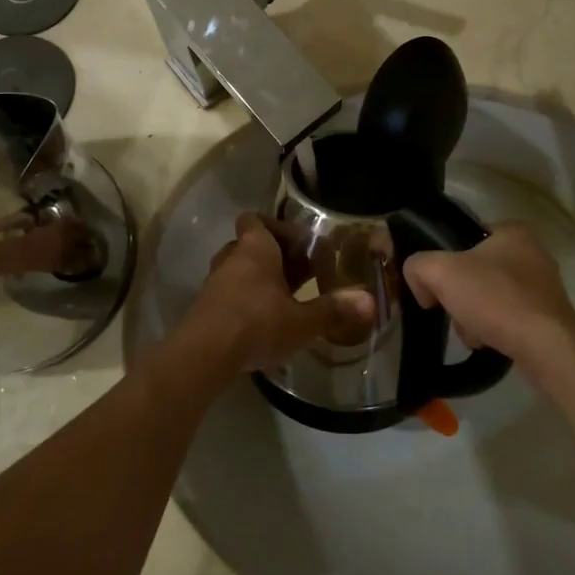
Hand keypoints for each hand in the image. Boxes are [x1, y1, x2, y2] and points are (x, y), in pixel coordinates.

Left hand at [184, 214, 374, 373]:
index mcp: (255, 248)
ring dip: (258, 279)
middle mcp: (231, 257)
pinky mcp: (206, 307)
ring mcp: (214, 282)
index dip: (276, 227)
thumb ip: (333, 309)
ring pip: (238, 269)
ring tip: (282, 300)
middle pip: (250, 244)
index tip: (299, 245)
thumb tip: (370, 301)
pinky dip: (244, 300)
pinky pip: (228, 293)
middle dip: (274, 257)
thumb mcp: (302, 321)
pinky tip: (261, 323)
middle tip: (299, 275)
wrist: (204, 354)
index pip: (256, 220)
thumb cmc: (257, 324)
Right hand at [404, 223, 574, 372]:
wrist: (546, 348)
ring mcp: (543, 286)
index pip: (463, 237)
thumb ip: (417, 266)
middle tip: (453, 310)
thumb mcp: (441, 272)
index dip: (444, 260)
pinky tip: (489, 342)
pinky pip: (507, 317)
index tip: (436, 284)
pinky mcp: (548, 316)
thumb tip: (420, 284)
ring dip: (473, 315)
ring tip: (472, 331)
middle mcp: (532, 252)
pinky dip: (494, 329)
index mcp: (512, 230)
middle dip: (459, 294)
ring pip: (489, 296)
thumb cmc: (496, 298)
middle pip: (474, 270)